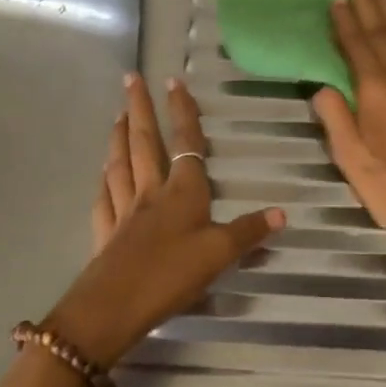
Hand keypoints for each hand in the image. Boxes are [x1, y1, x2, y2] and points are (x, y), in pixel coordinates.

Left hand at [45, 73, 283, 368]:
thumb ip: (249, 232)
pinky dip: (104, 180)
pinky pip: (104, 197)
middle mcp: (150, 192)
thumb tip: (283, 212)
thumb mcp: (219, 254)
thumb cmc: (171, 275)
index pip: (185, 142)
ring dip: (118, 136)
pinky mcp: (105, 232)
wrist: (113, 308)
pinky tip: (103, 174)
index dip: (181, 111)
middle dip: (138, 108)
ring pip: (120, 164)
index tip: (173, 81)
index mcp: (182, 191)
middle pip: (143, 142)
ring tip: (116, 115)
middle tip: (129, 78)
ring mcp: (124, 210)